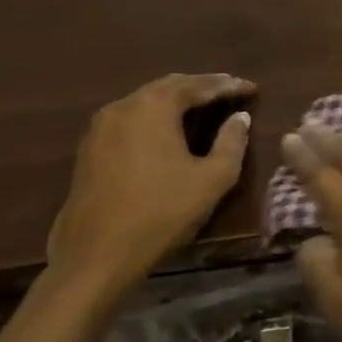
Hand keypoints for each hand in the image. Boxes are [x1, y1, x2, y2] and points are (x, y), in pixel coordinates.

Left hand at [46, 73, 255, 303]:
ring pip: (146, 101)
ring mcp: (100, 127)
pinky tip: (169, 129)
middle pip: (169, 86)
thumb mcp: (213, 178)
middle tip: (229, 90)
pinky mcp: (89, 149)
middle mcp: (123, 106)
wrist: (97, 256)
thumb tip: (239, 117)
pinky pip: (130, 119)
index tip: (252, 88)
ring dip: (176, 100)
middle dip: (201, 87)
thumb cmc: (162, 212)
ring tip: (203, 106)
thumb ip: (232, 141)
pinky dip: (155, 116)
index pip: (199, 86)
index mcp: (154, 106)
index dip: (228, 85)